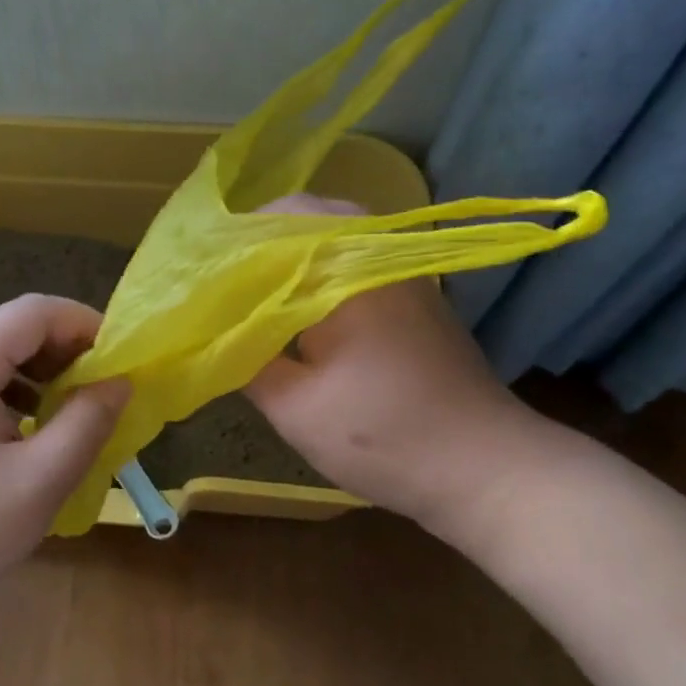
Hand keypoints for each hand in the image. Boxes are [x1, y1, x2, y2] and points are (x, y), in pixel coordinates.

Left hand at [0, 295, 127, 685]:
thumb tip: (120, 382)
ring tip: (77, 407)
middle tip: (106, 386)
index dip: (85, 324)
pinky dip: (19, 390)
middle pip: (16, 327)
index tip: (122, 359)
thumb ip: (86, 423)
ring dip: (45, 370)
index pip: (35, 311)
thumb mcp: (38, 481)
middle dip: (68, 348)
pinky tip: (35, 428)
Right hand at [245, 196, 550, 541]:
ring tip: (249, 284)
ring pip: (336, 235)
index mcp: (346, 270)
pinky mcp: (414, 296)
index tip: (198, 264)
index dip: (234, 235)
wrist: (487, 469)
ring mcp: (403, 272)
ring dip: (291, 250)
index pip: (279, 218)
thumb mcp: (295, 407)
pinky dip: (320, 267)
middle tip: (219, 272)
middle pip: (309, 216)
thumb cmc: (384, 436)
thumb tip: (212, 329)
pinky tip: (298, 302)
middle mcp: (377, 255)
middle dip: (259, 238)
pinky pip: (356, 259)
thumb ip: (245, 358)